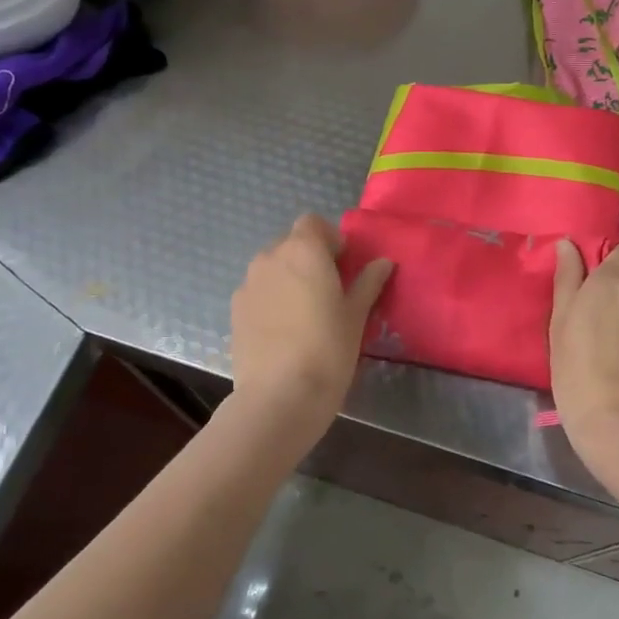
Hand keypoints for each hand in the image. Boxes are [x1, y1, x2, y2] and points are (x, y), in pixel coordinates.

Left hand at [230, 214, 392, 438]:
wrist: (278, 396)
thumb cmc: (328, 349)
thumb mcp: (356, 315)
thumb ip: (369, 282)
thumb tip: (384, 262)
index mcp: (304, 250)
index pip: (312, 222)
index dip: (329, 238)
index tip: (343, 265)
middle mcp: (271, 257)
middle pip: (291, 242)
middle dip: (309, 257)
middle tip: (328, 290)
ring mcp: (248, 283)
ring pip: (272, 267)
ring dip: (288, 277)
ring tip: (304, 312)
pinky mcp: (235, 310)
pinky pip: (257, 291)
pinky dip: (271, 299)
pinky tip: (283, 330)